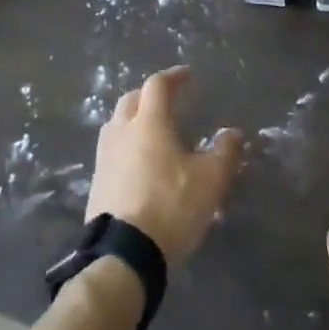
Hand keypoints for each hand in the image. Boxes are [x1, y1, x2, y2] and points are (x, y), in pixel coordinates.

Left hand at [88, 67, 242, 264]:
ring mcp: (104, 158)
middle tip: (167, 100)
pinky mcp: (96, 184)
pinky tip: (137, 163)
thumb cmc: (171, 206)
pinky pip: (111, 151)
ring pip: (116, 125)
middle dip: (148, 95)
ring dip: (132, 119)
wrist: (123, 254)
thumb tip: (233, 133)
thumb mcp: (211, 180)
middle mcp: (122, 132)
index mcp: (149, 123)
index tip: (187, 76)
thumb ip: (225, 152)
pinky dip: (125, 146)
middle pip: (130, 100)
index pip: (157, 86)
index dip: (173, 77)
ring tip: (150, 130)